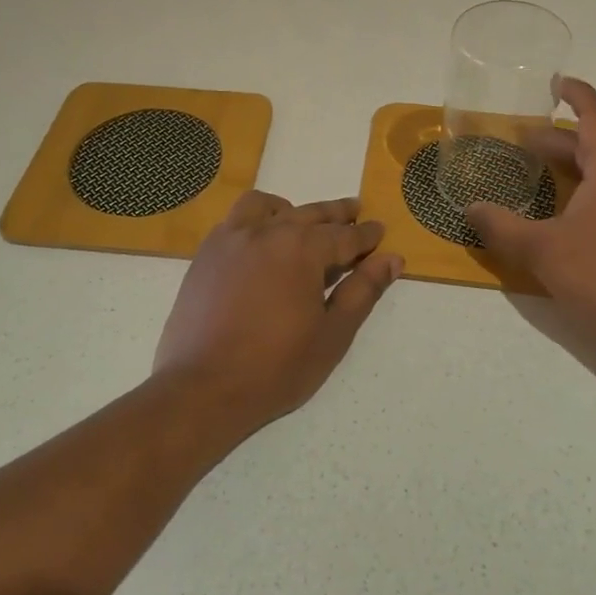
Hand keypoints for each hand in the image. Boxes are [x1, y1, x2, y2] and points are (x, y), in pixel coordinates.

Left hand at [153, 193, 402, 425]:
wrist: (203, 388)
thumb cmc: (277, 367)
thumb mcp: (332, 334)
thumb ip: (363, 291)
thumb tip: (392, 259)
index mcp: (302, 249)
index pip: (345, 235)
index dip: (366, 234)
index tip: (379, 230)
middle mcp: (267, 231)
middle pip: (310, 213)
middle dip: (336, 214)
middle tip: (354, 211)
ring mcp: (231, 239)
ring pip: (267, 206)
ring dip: (291, 209)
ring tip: (302, 222)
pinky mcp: (206, 254)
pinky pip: (235, 220)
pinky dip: (256, 219)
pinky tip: (261, 241)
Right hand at [466, 79, 595, 372]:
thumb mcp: (542, 250)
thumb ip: (502, 228)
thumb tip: (471, 209)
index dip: (578, 95)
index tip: (556, 82)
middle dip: (560, 140)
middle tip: (523, 140)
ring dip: (571, 169)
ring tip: (537, 175)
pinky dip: (582, 196)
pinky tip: (560, 219)